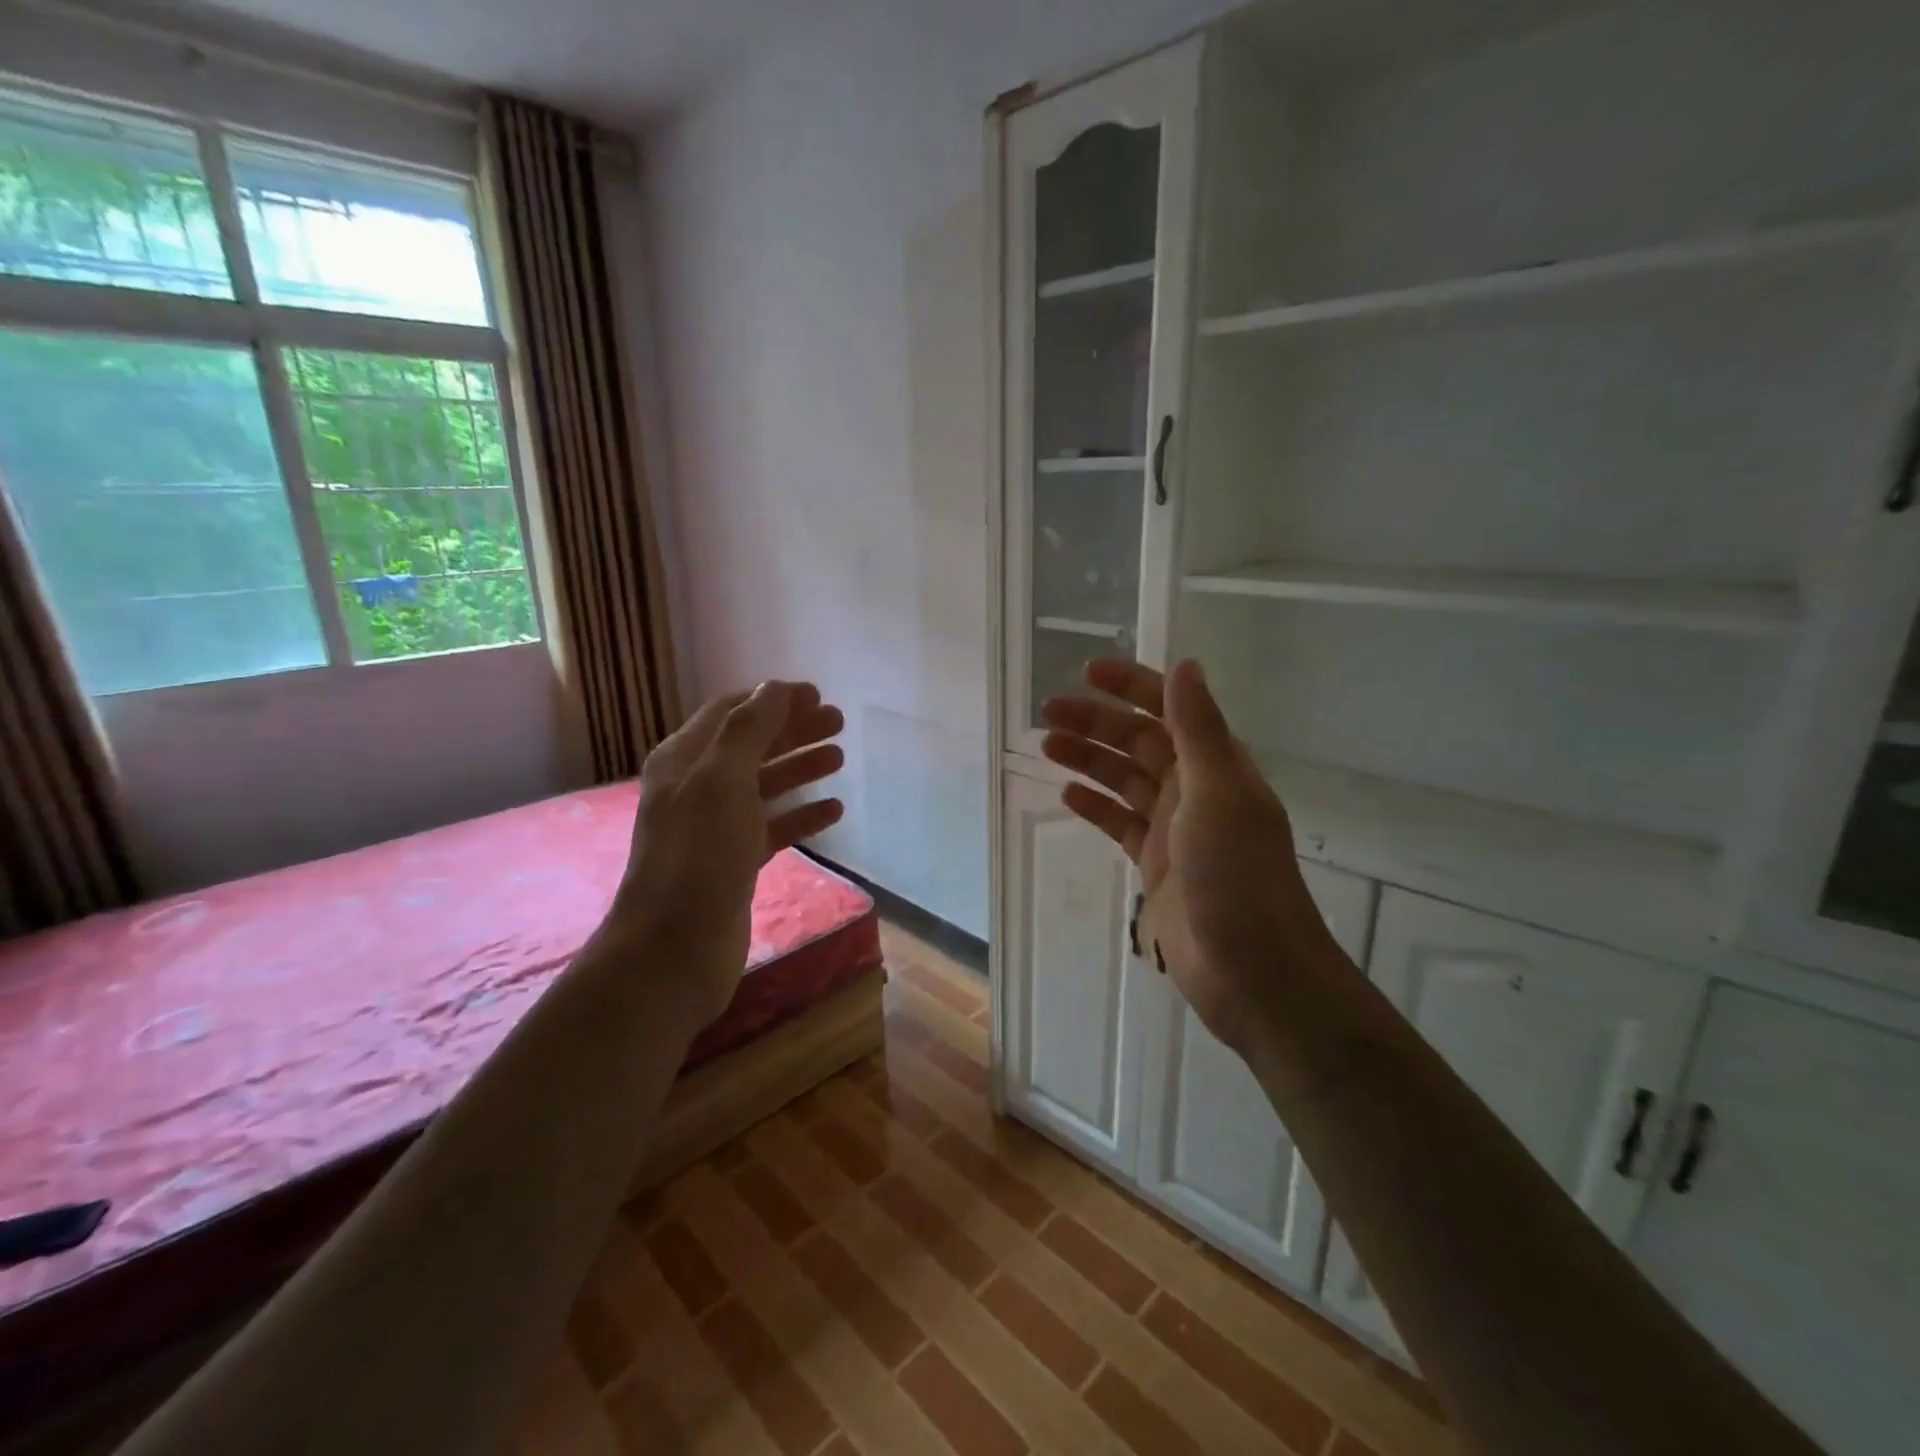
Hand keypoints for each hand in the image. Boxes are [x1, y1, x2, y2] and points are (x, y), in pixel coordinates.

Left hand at [608, 681, 845, 1022]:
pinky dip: (801, 815)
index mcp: (683, 760)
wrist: (675, 948)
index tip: (817, 695)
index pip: (730, 712)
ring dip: (800, 768)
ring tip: (840, 758)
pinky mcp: (734, 862)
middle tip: (839, 723)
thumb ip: (749, 729)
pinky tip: (833, 810)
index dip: (772, 699)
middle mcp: (696, 788)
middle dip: (793, 730)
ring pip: (764, 785)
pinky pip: (773, 827)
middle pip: (751, 746)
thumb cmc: (699, 855)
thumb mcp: (721, 779)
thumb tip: (775, 688)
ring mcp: (715, 827)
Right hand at [1041, 659, 1346, 1049]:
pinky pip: (1120, 823)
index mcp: (1215, 765)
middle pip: (1138, 742)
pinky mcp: (1156, 863)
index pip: (1169, 709)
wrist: (1251, 968)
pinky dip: (1096, 806)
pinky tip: (1068, 794)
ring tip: (1047, 744)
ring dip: (1089, 759)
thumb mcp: (1218, 793)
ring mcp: (1174, 828)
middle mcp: (1195, 788)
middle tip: (1047, 712)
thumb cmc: (1237, 875)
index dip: (1131, 686)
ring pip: (1124, 780)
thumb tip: (1185, 665)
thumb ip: (1198, 730)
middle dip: (1096, 722)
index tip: (1087, 673)